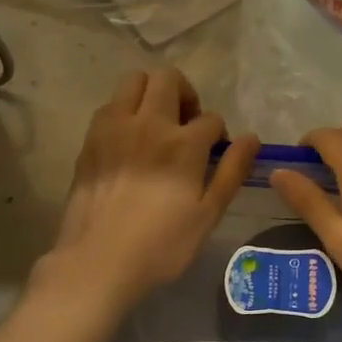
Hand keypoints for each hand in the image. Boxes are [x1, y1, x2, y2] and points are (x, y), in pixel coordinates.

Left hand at [42, 69, 257, 311]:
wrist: (97, 262)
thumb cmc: (161, 245)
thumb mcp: (208, 214)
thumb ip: (232, 171)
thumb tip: (251, 138)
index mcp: (183, 143)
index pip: (210, 119)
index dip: (218, 135)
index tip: (213, 156)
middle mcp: (148, 123)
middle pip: (169, 79)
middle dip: (185, 94)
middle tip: (186, 125)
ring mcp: (114, 127)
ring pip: (133, 80)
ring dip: (151, 94)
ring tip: (155, 125)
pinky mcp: (90, 139)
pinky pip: (110, 105)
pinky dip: (124, 111)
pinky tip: (128, 142)